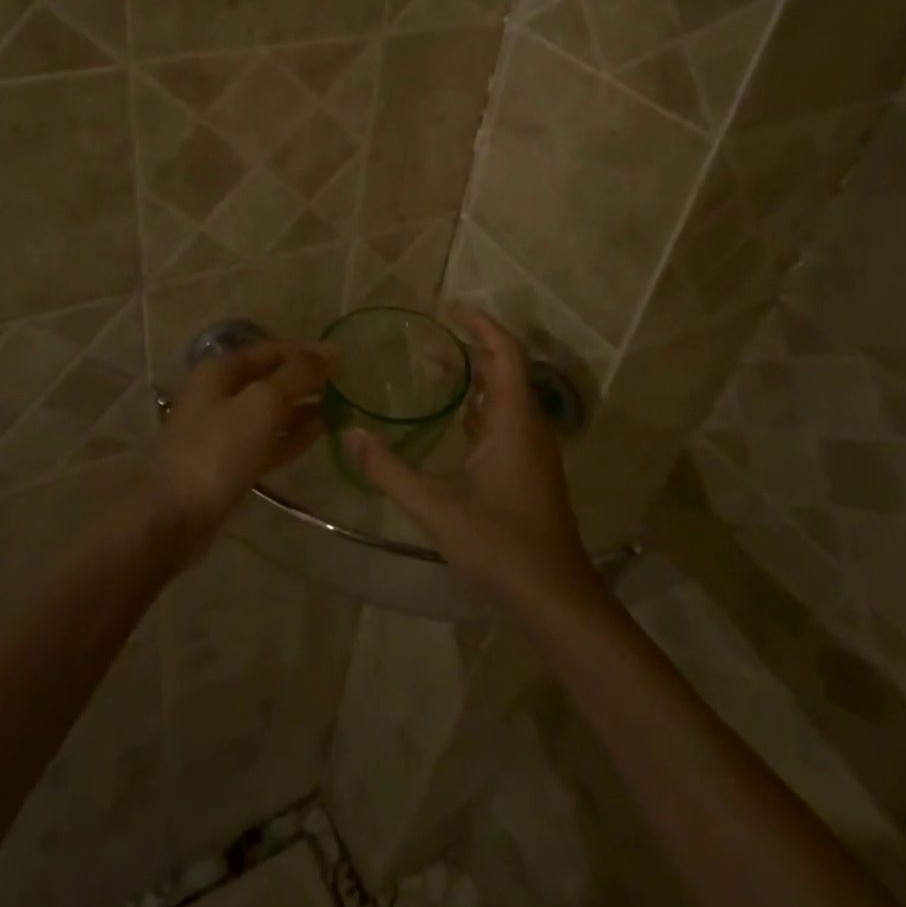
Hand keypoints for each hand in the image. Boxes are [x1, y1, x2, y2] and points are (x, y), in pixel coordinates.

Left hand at [146, 341, 334, 560]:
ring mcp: (222, 431)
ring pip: (269, 411)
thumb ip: (297, 375)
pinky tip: (319, 434)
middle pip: (269, 379)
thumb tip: (330, 350)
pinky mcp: (229, 463)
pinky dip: (291, 435)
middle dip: (304, 380)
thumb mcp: (262, 403)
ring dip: (301, 408)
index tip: (342, 360)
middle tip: (344, 385)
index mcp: (220, 371)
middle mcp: (218, 394)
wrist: (173, 517)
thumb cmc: (217, 451)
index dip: (305, 352)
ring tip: (339, 408)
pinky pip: (267, 440)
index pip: (270, 349)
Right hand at [347, 306, 600, 611]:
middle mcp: (529, 427)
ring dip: (476, 378)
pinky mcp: (530, 470)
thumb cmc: (502, 545)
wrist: (555, 597)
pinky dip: (481, 406)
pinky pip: (507, 421)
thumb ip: (390, 471)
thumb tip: (350, 436)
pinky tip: (454, 422)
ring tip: (435, 372)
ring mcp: (533, 450)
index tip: (451, 309)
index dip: (482, 326)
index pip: (506, 354)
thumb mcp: (437, 508)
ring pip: (507, 397)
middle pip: (506, 370)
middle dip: (472, 348)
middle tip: (429, 343)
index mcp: (514, 422)